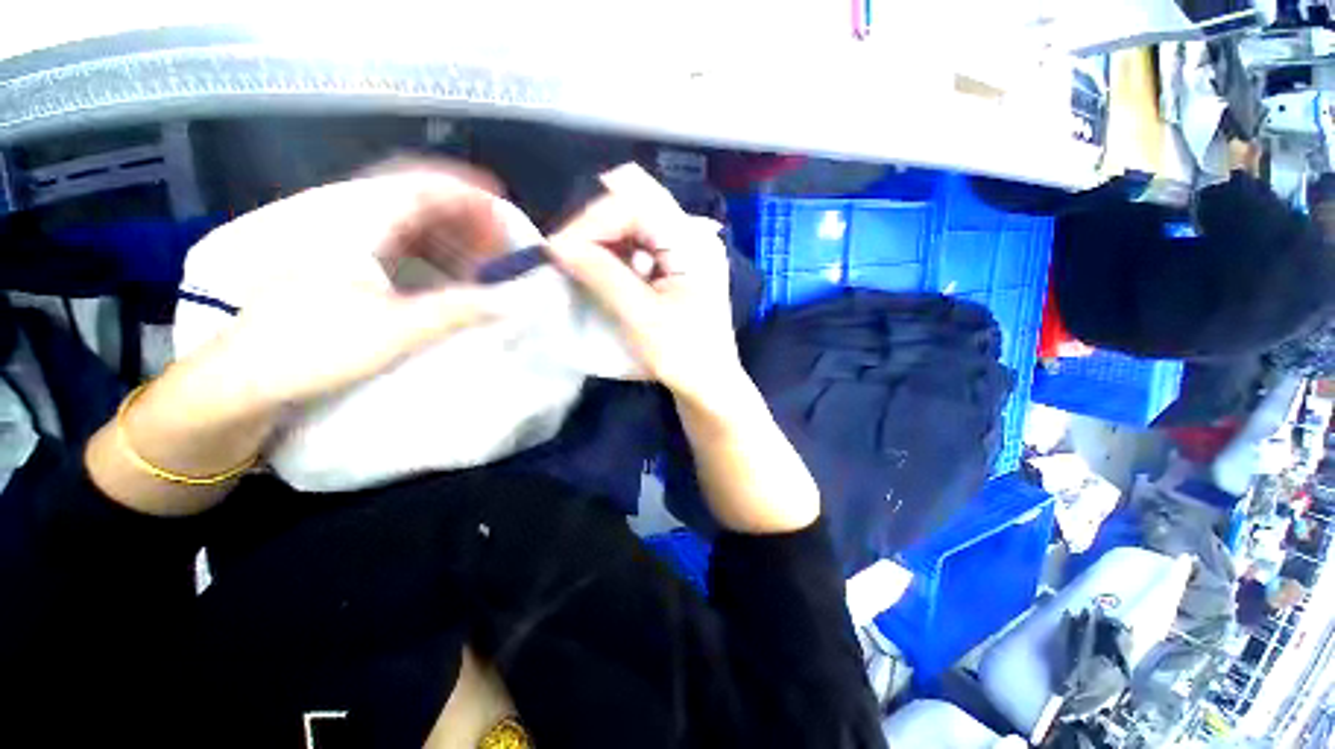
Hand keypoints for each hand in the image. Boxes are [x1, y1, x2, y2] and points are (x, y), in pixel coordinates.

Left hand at [186, 159, 520, 413]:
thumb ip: (457, 311)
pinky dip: (432, 254)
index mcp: (358, 225)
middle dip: (465, 218)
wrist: (245, 377)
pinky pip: (399, 247)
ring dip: (451, 236)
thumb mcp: (393, 330)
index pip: (419, 187)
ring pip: (409, 225)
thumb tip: (513, 302)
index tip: (502, 206)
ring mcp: (345, 246)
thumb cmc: (311, 346)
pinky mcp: (344, 269)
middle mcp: (351, 224)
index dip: (465, 191)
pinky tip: (449, 275)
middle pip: (417, 202)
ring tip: (482, 259)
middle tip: (499, 242)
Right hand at [547, 164, 743, 403]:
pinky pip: (640, 247)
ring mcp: (685, 252)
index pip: (636, 203)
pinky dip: (615, 255)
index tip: (560, 249)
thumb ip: (601, 274)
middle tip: (566, 255)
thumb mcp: (640, 316)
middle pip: (636, 206)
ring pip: (635, 225)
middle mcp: (692, 237)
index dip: (594, 220)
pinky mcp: (677, 268)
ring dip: (603, 241)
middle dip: (595, 227)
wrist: (709, 386)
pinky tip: (601, 273)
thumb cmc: (683, 356)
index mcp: (692, 243)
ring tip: (578, 265)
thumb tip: (557, 244)